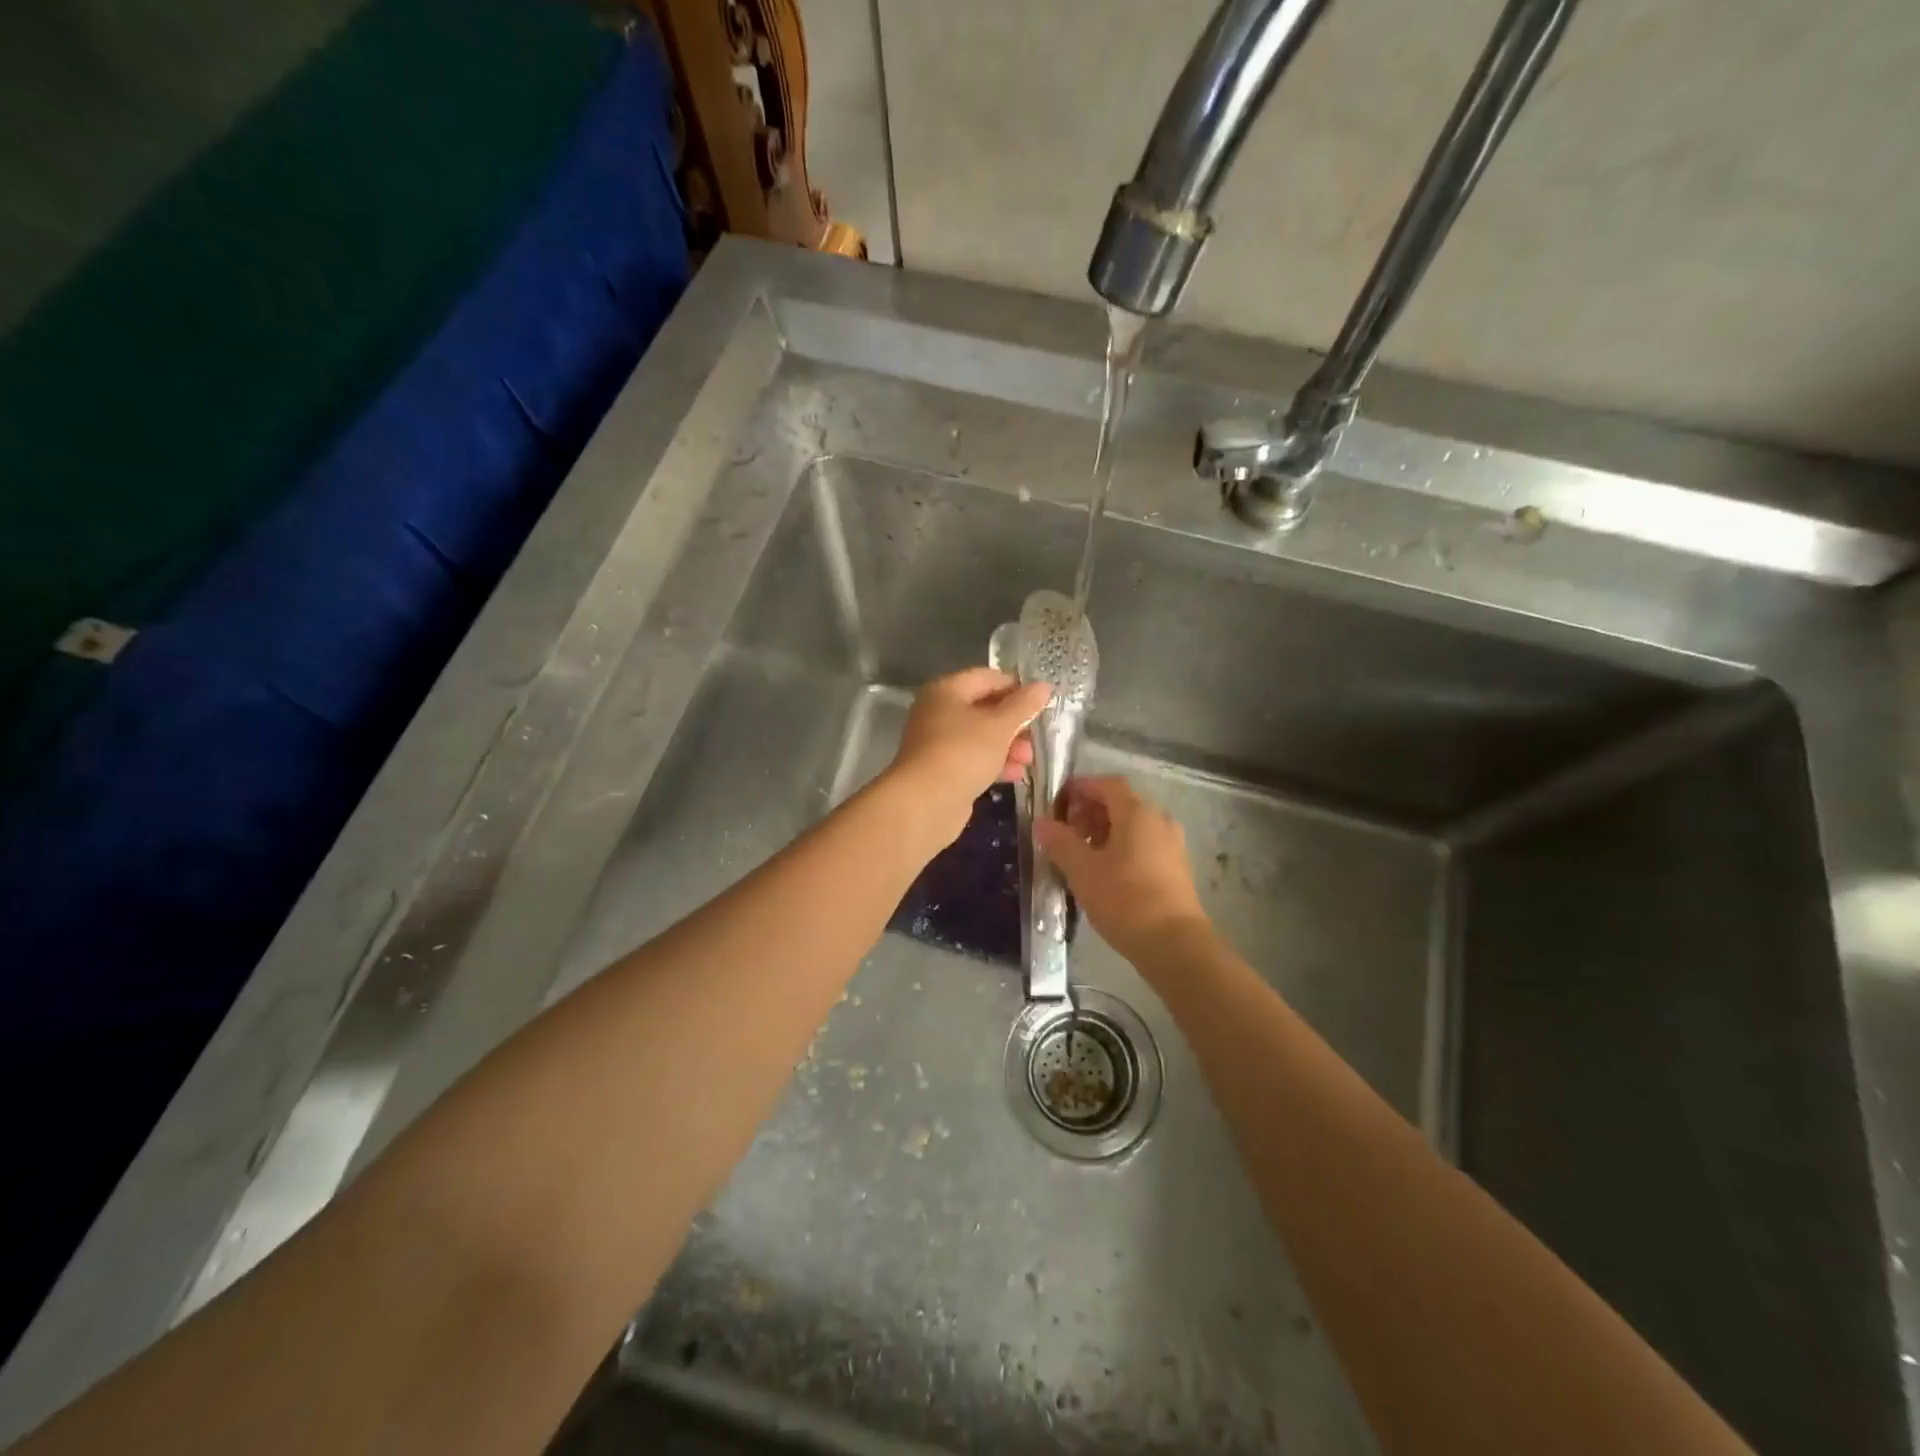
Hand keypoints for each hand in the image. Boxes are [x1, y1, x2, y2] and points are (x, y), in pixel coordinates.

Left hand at [887, 668, 1051, 844]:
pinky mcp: (941, 770)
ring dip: (1007, 746)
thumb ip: (1023, 705)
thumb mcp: (1000, 726)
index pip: (987, 677)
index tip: (1041, 702)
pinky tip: (1015, 775)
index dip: (1016, 687)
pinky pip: (972, 759)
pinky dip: (993, 764)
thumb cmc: (963, 752)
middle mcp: (937, 712)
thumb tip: (1043, 686)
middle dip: (1014, 723)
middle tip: (1035, 737)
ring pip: (980, 737)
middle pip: (984, 708)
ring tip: (1028, 760)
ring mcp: (937, 743)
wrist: (926, 802)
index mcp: (946, 690)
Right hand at [1035, 775, 1210, 964]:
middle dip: (1089, 812)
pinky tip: (1104, 873)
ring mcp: (1171, 844)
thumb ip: (1060, 842)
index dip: (1080, 787)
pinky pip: (1143, 844)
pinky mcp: (1175, 867)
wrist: (1174, 944)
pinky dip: (1121, 848)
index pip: (1106, 784)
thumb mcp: (1083, 870)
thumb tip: (1041, 823)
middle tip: (1064, 833)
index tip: (1057, 802)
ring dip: (1104, 832)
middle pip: (1120, 803)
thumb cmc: (1125, 899)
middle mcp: (1158, 820)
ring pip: (1132, 826)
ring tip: (1080, 855)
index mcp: (1137, 812)